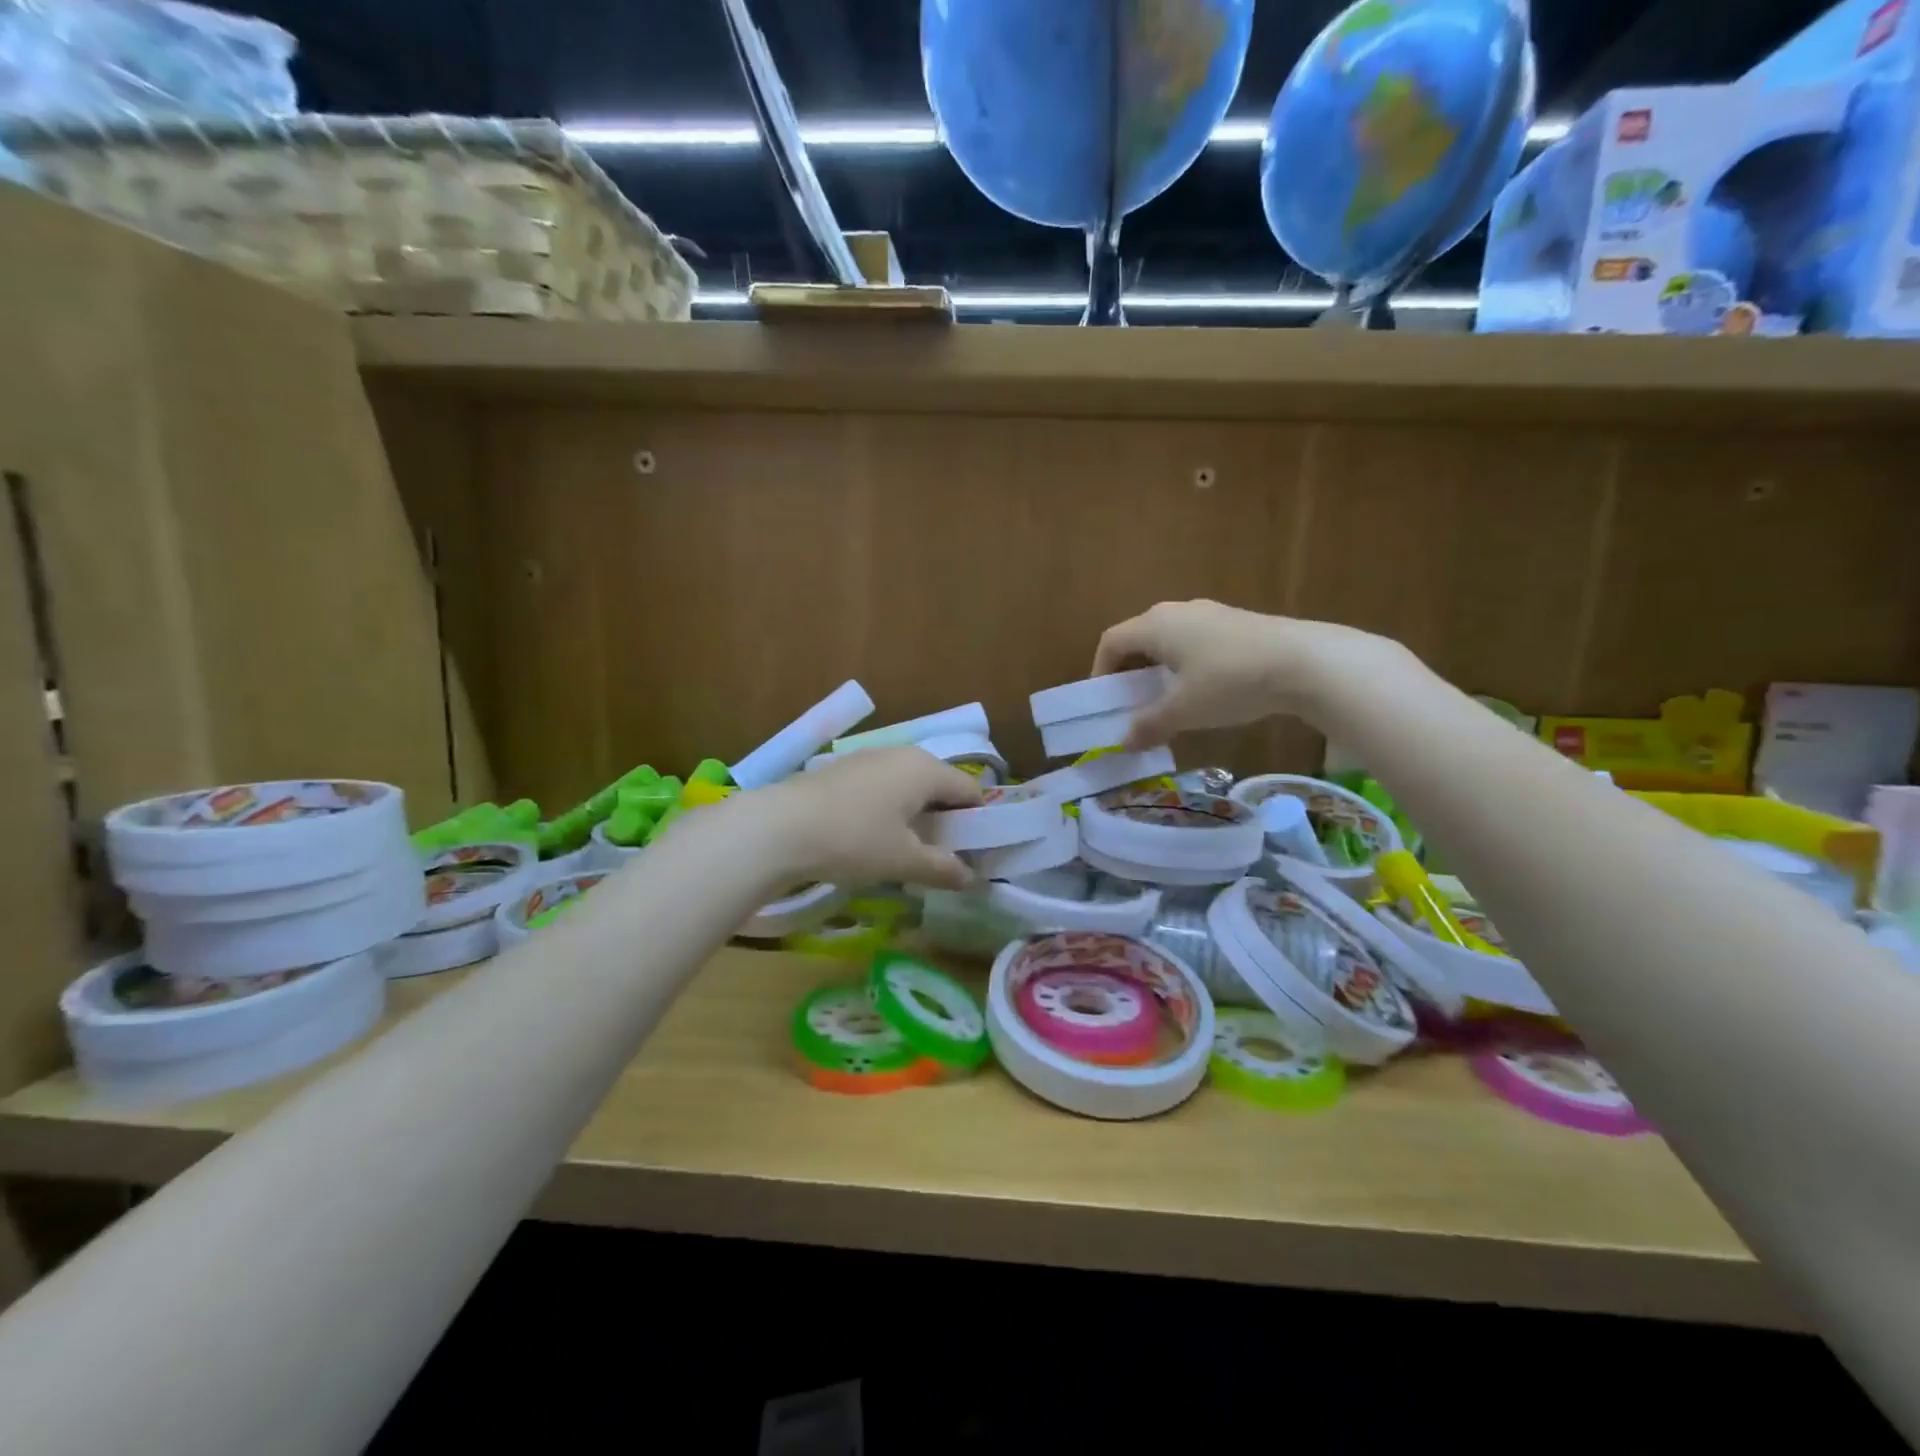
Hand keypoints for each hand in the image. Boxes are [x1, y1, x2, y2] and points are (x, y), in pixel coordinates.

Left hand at [738, 746, 984, 890]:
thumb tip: (972, 878)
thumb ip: (943, 868)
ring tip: (906, 851)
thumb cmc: (854, 840)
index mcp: (926, 769)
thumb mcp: (903, 861)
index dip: (978, 823)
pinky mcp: (843, 769)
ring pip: (909, 785)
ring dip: (916, 815)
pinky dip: (889, 809)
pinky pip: (882, 787)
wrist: (779, 828)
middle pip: (940, 785)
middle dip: (946, 820)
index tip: (973, 855)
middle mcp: (902, 754)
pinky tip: (872, 837)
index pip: (970, 790)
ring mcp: (869, 757)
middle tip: (941, 856)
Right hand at [1091, 599, 1412, 748]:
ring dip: (1160, 669)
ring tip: (1168, 701)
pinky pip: (1197, 641)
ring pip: (1170, 640)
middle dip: (1130, 671)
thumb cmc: (1229, 682)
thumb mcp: (1184, 711)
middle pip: (1140, 638)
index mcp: (1155, 625)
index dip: (1100, 670)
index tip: (1104, 700)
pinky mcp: (1237, 623)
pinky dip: (1187, 665)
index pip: (1111, 641)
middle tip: (1132, 703)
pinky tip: (1205, 691)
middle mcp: (1177, 611)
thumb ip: (1149, 726)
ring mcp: (1210, 613)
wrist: (1304, 662)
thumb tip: (1124, 743)